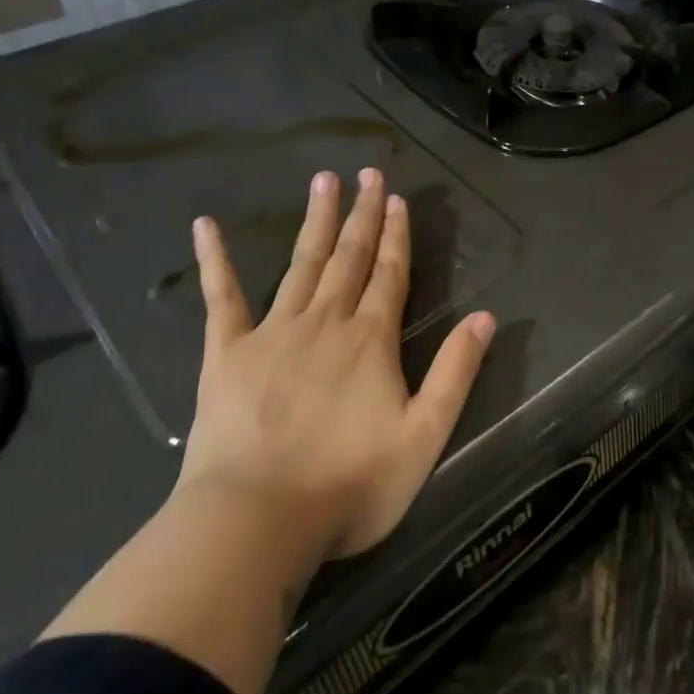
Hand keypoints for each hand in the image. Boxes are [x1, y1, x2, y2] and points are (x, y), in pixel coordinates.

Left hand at [181, 168, 495, 588]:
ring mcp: (272, 333)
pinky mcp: (226, 353)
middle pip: (349, 257)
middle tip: (367, 173)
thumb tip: (486, 318)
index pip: (390, 274)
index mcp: (371, 339)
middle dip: (362, 214)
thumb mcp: (425, 436)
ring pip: (301, 264)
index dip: (397, 234)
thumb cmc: (350, 484)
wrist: (257, 521)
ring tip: (323, 181)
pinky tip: (206, 226)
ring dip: (316, 222)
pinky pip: (221, 297)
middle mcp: (325, 322)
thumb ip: (456, 372)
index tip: (397, 198)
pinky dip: (216, 260)